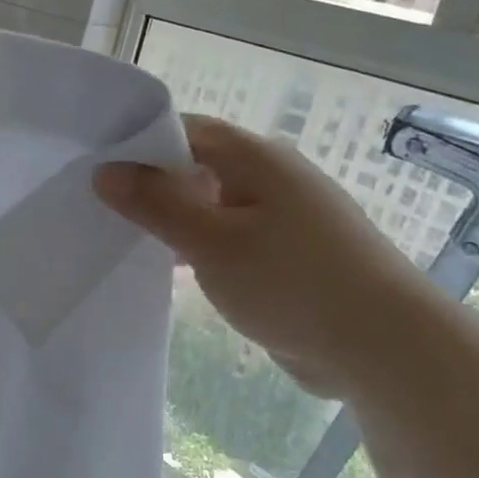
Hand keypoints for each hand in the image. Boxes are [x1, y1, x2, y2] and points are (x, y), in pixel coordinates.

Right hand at [95, 114, 442, 398]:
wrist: (383, 347)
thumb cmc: (292, 281)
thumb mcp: (211, 241)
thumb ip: (155, 204)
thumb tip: (104, 171)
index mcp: (256, 159)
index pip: (186, 130)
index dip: (138, 143)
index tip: (94, 166)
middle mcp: (270, 180)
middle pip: (197, 168)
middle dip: (150, 186)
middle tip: (98, 206)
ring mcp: (282, 220)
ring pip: (211, 208)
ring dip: (173, 222)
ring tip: (122, 239)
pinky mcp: (286, 258)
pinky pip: (229, 241)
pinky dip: (198, 250)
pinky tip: (168, 272)